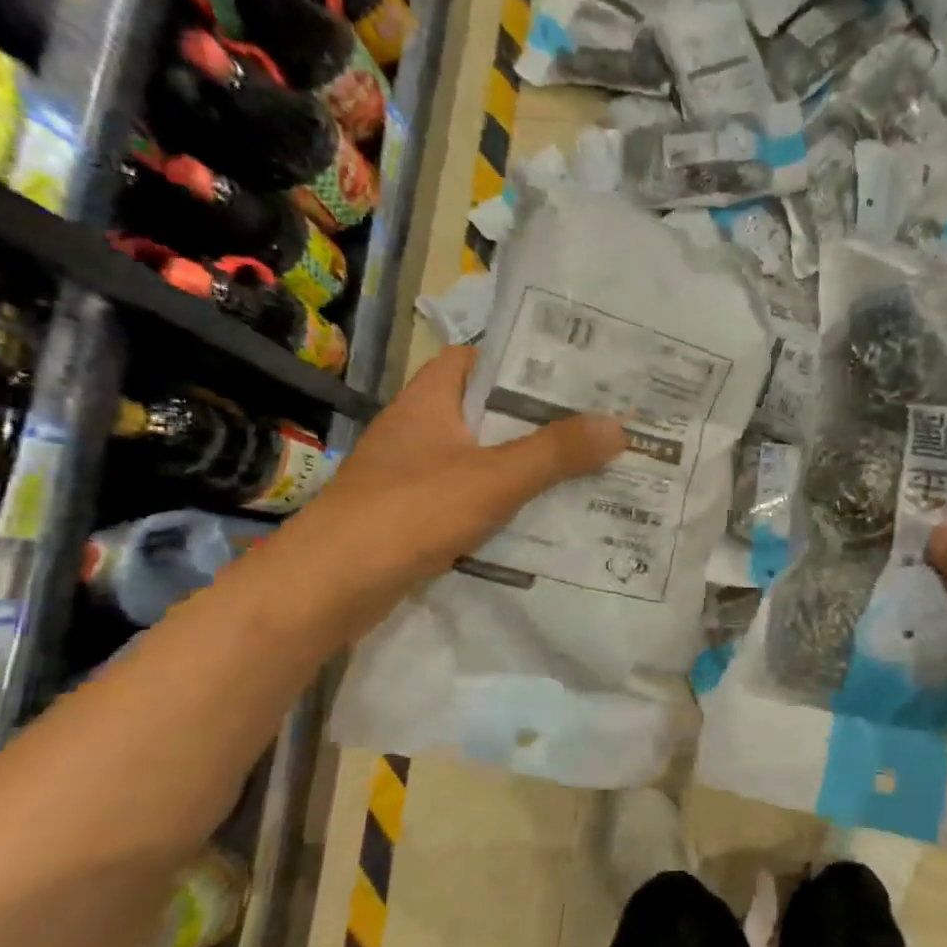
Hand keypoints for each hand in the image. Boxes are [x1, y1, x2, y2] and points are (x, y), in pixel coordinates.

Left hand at [268, 346, 625, 640]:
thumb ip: (556, 452)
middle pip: (487, 412)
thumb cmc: (409, 512)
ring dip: (524, 466)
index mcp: (430, 400)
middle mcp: (419, 429)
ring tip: (584, 469)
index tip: (572, 372)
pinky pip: (470, 498)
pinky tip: (542, 519)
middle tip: (596, 425)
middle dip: (538, 420)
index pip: (477, 359)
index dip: (521, 360)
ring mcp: (412, 474)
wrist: (327, 587)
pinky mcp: (412, 515)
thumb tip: (619, 426)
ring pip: (481, 459)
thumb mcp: (494, 477)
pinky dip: (502, 504)